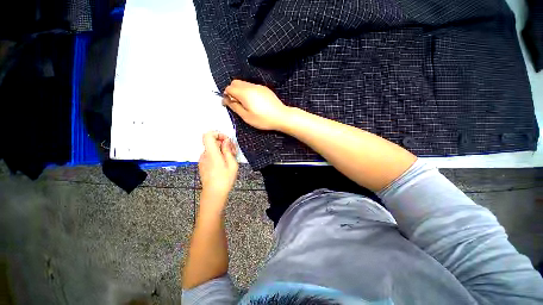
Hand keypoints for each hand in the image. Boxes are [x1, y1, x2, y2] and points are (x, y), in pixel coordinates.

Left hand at [199, 131, 238, 205]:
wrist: (214, 193)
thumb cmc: (225, 179)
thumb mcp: (232, 164)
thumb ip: (228, 150)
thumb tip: (226, 141)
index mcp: (212, 153)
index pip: (207, 135)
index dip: (217, 134)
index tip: (226, 140)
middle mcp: (205, 155)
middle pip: (212, 142)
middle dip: (224, 144)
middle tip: (233, 152)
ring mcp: (203, 160)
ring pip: (212, 148)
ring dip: (222, 150)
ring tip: (231, 159)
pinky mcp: (203, 164)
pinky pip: (210, 155)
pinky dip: (218, 155)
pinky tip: (224, 163)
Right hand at [223, 79, 291, 130]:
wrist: (281, 116)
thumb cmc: (263, 119)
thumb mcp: (246, 117)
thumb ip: (235, 107)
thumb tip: (226, 100)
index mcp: (244, 93)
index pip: (229, 88)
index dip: (226, 95)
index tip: (228, 104)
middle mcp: (251, 86)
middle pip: (235, 83)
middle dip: (232, 91)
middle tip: (236, 104)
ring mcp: (259, 86)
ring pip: (244, 84)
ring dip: (240, 91)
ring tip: (245, 104)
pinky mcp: (264, 89)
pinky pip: (252, 86)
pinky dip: (248, 91)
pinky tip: (254, 102)